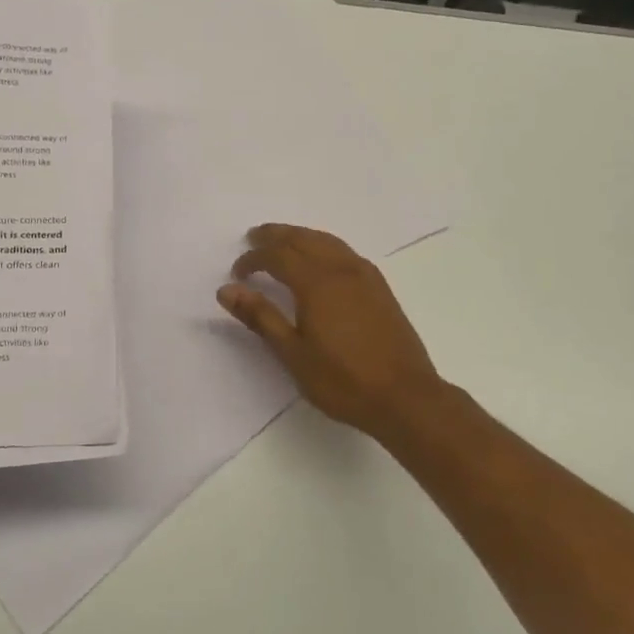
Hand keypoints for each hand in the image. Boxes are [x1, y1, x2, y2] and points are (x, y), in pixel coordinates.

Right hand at [218, 224, 447, 441]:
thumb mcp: (293, 354)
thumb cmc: (343, 380)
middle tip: (253, 237)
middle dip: (275, 235)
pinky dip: (323, 245)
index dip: (253, 259)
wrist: (405, 397)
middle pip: (302, 239)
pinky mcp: (380, 288)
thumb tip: (227, 290)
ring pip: (327, 241)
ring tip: (283, 241)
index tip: (237, 273)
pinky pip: (345, 251)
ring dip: (300, 236)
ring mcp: (365, 276)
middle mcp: (341, 270)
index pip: (277, 256)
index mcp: (316, 283)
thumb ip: (261, 317)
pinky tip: (321, 259)